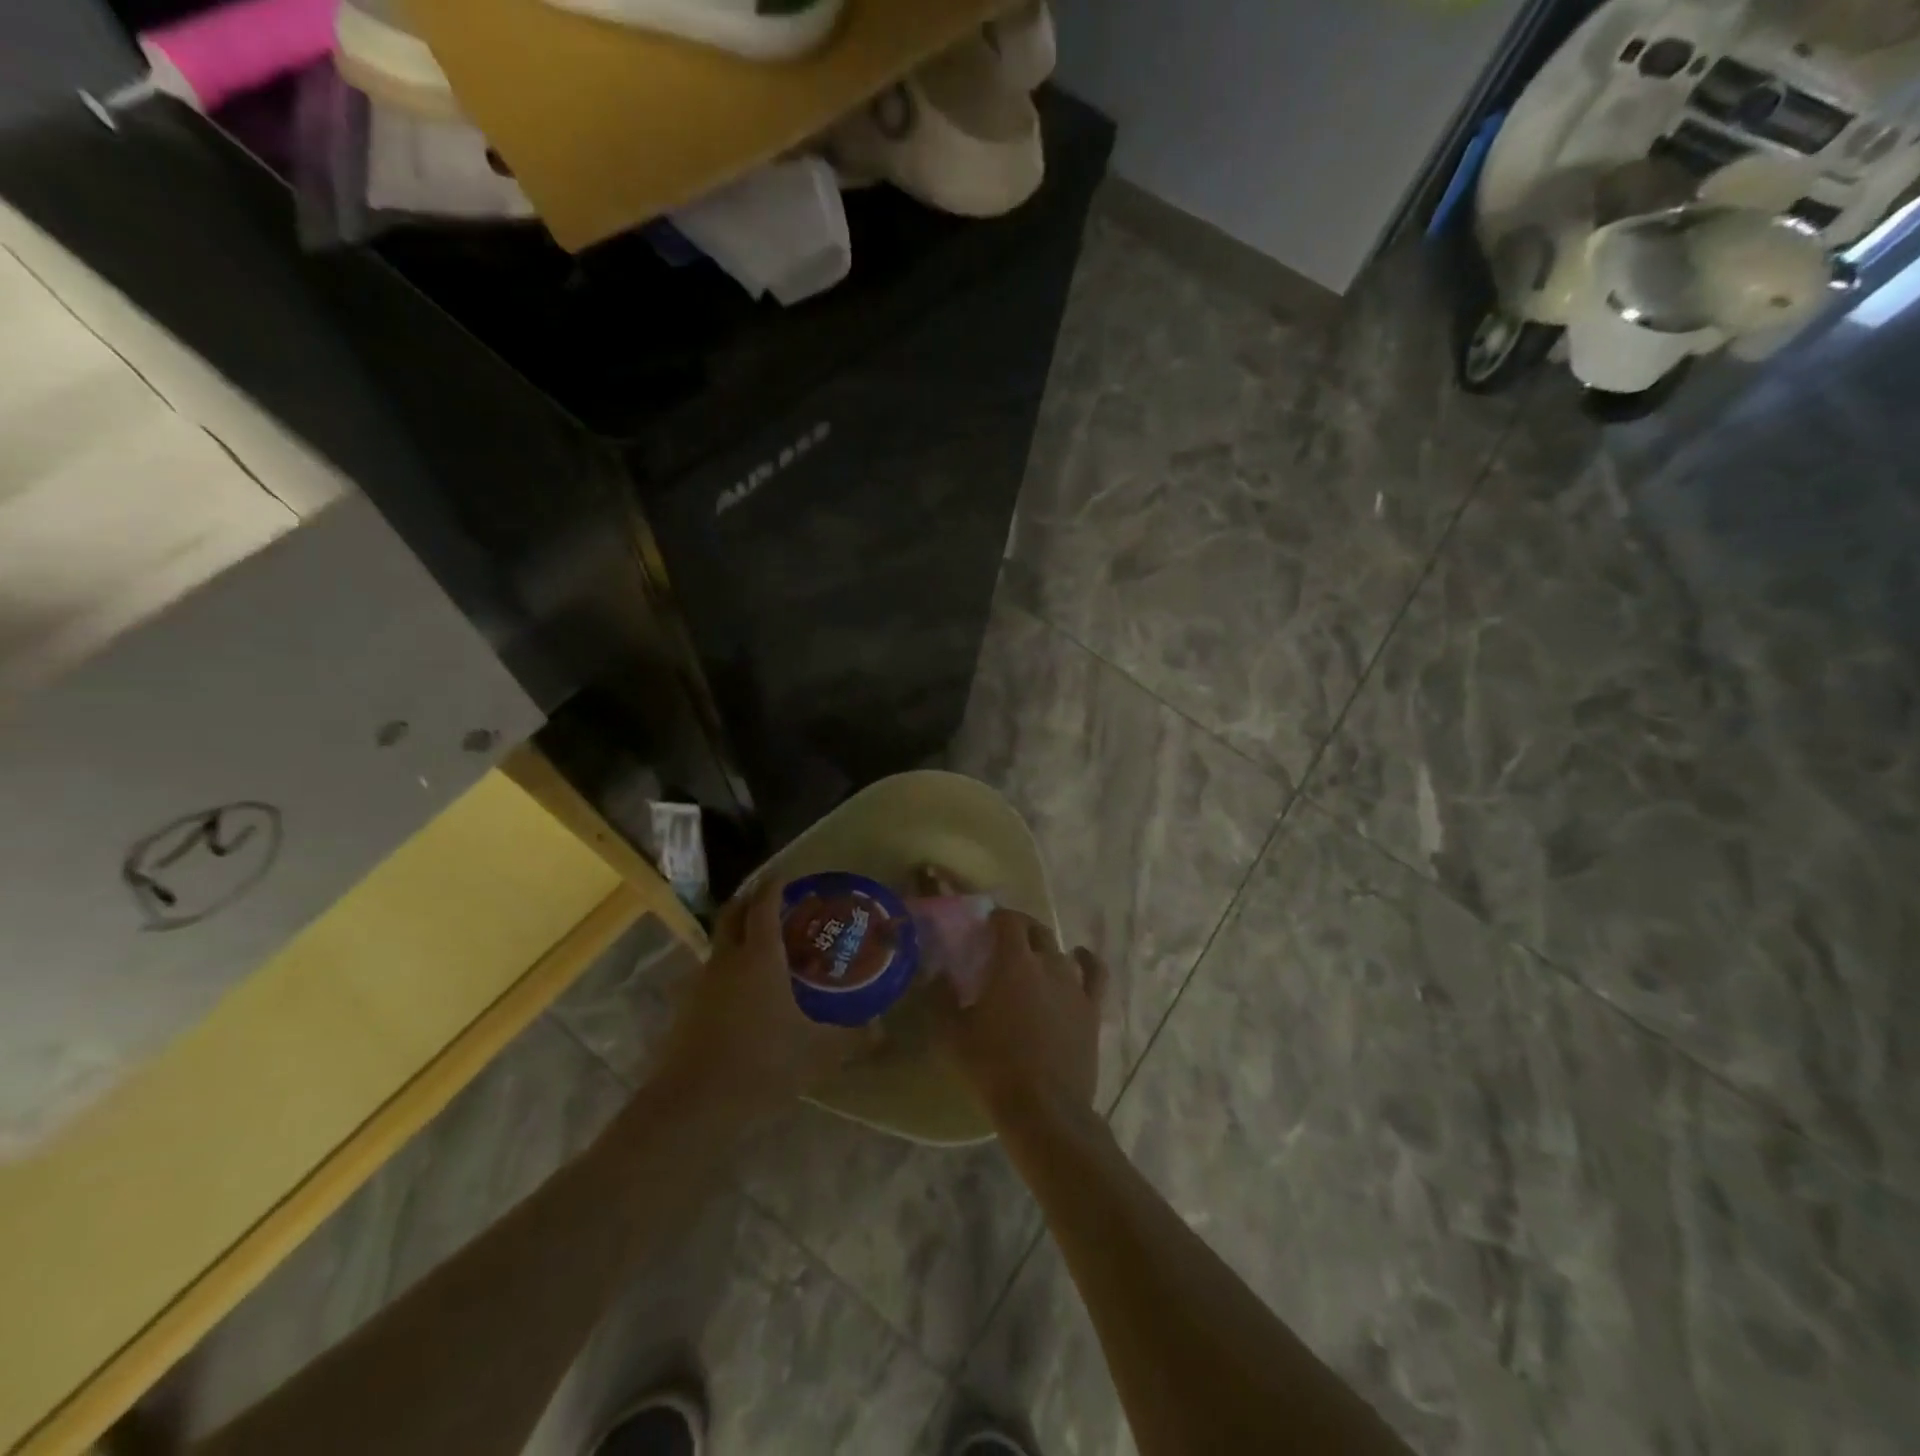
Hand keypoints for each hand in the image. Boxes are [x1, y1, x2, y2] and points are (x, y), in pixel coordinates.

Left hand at [653, 880, 856, 1114]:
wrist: (693, 1105)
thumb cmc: (762, 1063)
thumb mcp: (816, 1052)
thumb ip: (850, 1037)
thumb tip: (880, 1028)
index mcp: (760, 956)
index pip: (764, 905)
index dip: (775, 886)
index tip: (787, 877)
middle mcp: (727, 959)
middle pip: (733, 913)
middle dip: (750, 900)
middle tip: (772, 902)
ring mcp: (701, 983)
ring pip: (718, 943)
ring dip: (737, 935)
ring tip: (762, 947)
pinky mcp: (686, 1009)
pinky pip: (710, 974)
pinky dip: (727, 968)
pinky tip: (743, 992)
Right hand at [936, 906, 1107, 1121]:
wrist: (1043, 1108)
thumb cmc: (993, 1068)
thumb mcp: (952, 1034)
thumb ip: (941, 998)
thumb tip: (938, 974)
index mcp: (1013, 963)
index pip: (1009, 921)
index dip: (997, 916)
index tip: (984, 924)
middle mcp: (1047, 964)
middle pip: (1036, 930)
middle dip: (1019, 927)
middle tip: (1003, 939)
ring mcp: (1073, 985)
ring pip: (1060, 949)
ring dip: (1044, 946)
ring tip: (1032, 955)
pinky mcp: (1091, 1008)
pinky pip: (1094, 973)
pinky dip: (1086, 960)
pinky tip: (1079, 956)